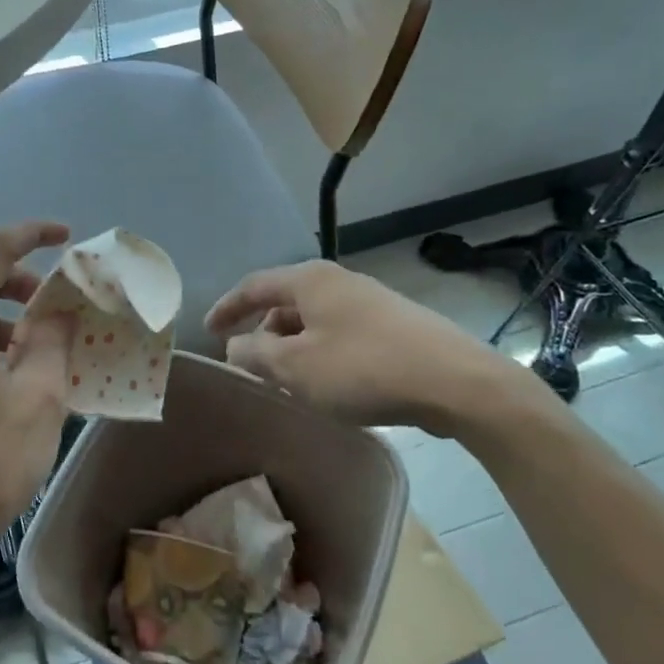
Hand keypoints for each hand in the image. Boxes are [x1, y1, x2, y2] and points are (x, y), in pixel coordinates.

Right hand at [206, 260, 543, 438]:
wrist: (457, 382)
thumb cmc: (364, 369)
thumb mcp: (295, 367)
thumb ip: (255, 353)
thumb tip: (236, 345)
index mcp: (310, 280)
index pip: (254, 285)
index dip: (227, 307)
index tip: (207, 331)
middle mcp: (339, 281)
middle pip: (285, 301)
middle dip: (261, 331)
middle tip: (248, 362)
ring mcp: (370, 301)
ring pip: (314, 320)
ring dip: (292, 345)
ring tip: (285, 378)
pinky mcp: (394, 325)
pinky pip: (340, 333)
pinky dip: (319, 352)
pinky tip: (326, 382)